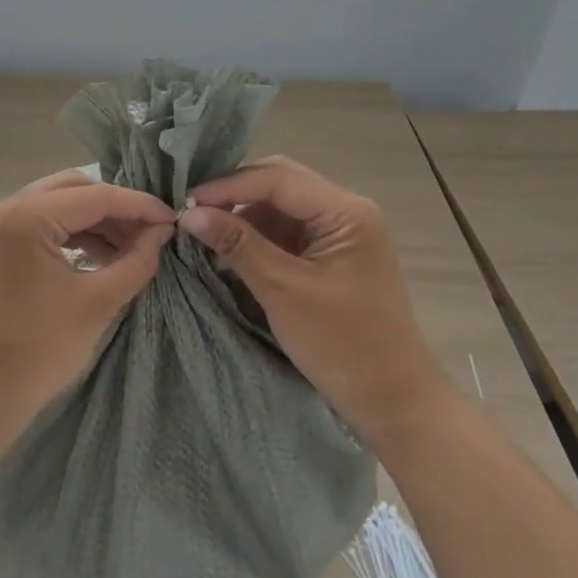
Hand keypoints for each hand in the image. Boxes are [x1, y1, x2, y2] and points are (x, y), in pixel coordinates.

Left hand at [0, 171, 175, 433]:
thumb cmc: (38, 352)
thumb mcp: (97, 303)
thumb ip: (136, 261)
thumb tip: (162, 232)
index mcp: (24, 217)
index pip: (95, 196)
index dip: (139, 205)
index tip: (173, 219)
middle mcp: (2, 209)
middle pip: (72, 189)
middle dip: (115, 207)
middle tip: (150, 231)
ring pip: (54, 204)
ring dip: (93, 221)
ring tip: (131, 247)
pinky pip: (37, 224)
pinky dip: (69, 233)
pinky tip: (98, 255)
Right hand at [179, 157, 445, 441]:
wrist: (392, 398)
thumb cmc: (342, 344)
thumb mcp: (283, 290)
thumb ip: (238, 245)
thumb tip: (189, 213)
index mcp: (346, 212)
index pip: (277, 178)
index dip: (228, 186)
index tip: (185, 202)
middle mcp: (346, 211)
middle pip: (280, 184)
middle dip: (234, 196)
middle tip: (192, 213)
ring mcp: (340, 232)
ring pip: (280, 207)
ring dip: (243, 217)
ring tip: (204, 234)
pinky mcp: (331, 254)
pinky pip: (286, 231)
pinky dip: (256, 238)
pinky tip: (229, 252)